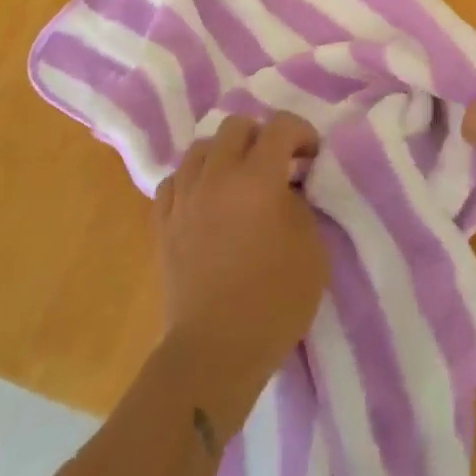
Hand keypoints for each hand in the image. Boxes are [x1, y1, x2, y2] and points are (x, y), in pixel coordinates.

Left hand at [155, 113, 327, 435]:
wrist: (216, 350)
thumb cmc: (275, 301)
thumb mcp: (312, 248)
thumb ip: (301, 203)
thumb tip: (286, 187)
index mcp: (258, 178)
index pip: (281, 126)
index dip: (302, 133)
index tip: (311, 156)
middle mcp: (217, 175)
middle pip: (235, 125)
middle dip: (261, 136)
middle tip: (275, 164)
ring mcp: (185, 197)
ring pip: (200, 147)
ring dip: (224, 153)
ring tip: (238, 179)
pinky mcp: (163, 222)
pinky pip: (175, 179)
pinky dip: (193, 179)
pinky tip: (205, 198)